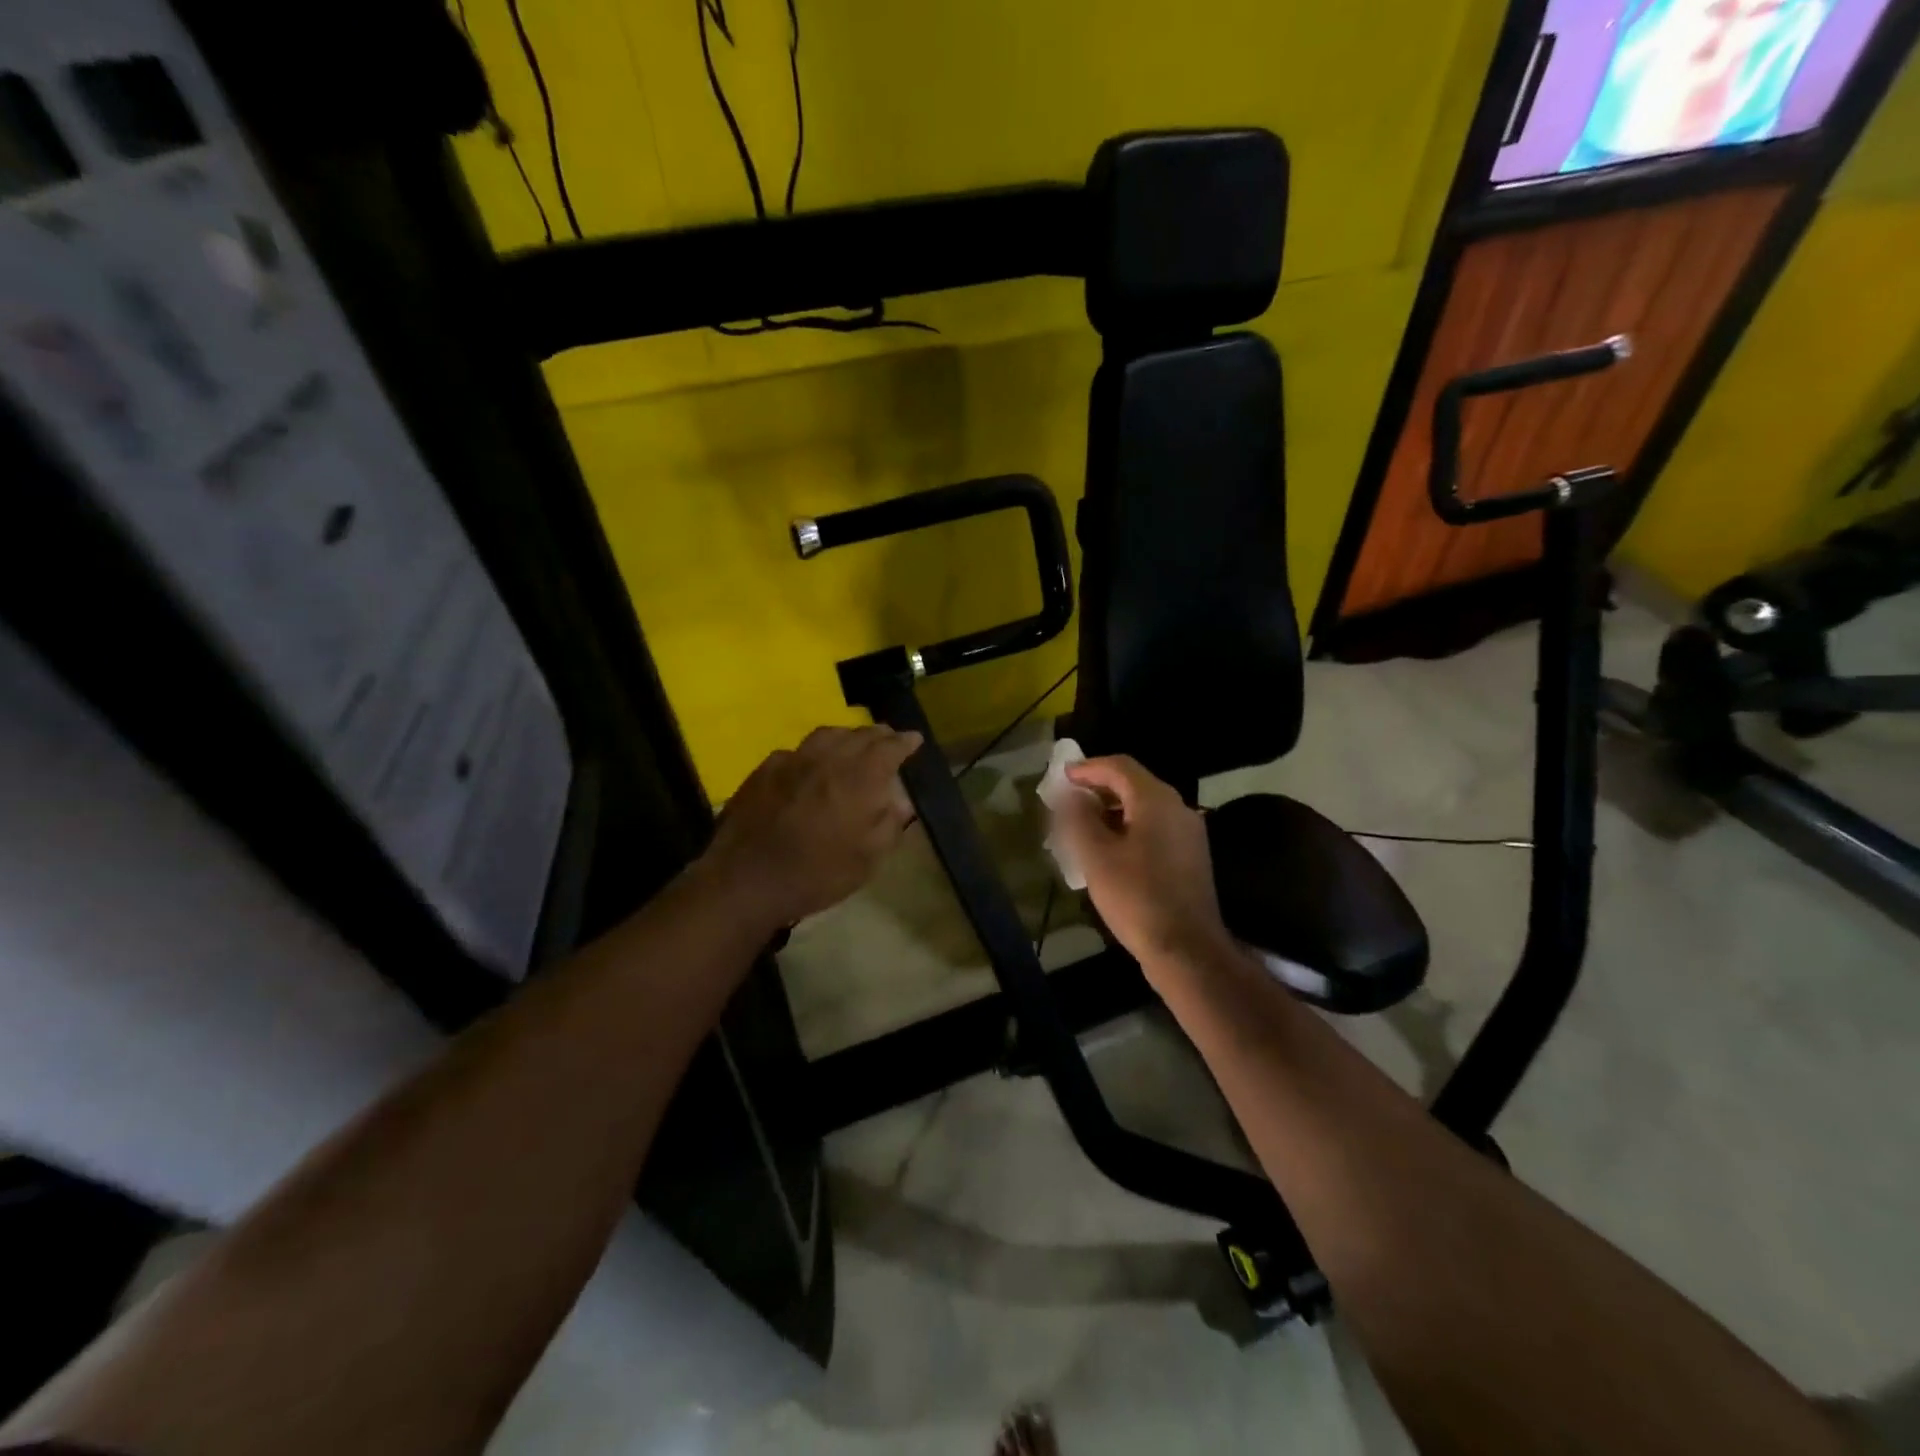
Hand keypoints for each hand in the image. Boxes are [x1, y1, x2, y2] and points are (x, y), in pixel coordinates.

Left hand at [703, 725, 922, 927]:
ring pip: (826, 735)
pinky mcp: (764, 770)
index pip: (889, 748)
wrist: (747, 880)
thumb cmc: (817, 874)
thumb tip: (899, 801)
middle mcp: (828, 759)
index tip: (914, 739)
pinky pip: (797, 750)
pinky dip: (813, 752)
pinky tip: (810, 764)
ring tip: (853, 744)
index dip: (905, 742)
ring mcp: (792, 760)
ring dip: (846, 736)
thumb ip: (889, 824)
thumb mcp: (868, 860)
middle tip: (888, 738)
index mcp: (859, 778)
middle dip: (878, 735)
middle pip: (858, 735)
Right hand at [1057, 756, 1234, 976]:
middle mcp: (1178, 808)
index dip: (1088, 768)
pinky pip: (1154, 830)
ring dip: (1111, 812)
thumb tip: (1071, 795)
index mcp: (1156, 800)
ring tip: (1081, 829)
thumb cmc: (1136, 897)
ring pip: (1144, 809)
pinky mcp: (1190, 857)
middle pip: (1133, 785)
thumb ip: (1078, 818)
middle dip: (1098, 790)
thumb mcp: (1096, 855)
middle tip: (1067, 804)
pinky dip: (1128, 830)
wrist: (1186, 949)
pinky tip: (1108, 852)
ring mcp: (1188, 834)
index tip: (1062, 777)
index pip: (1119, 767)